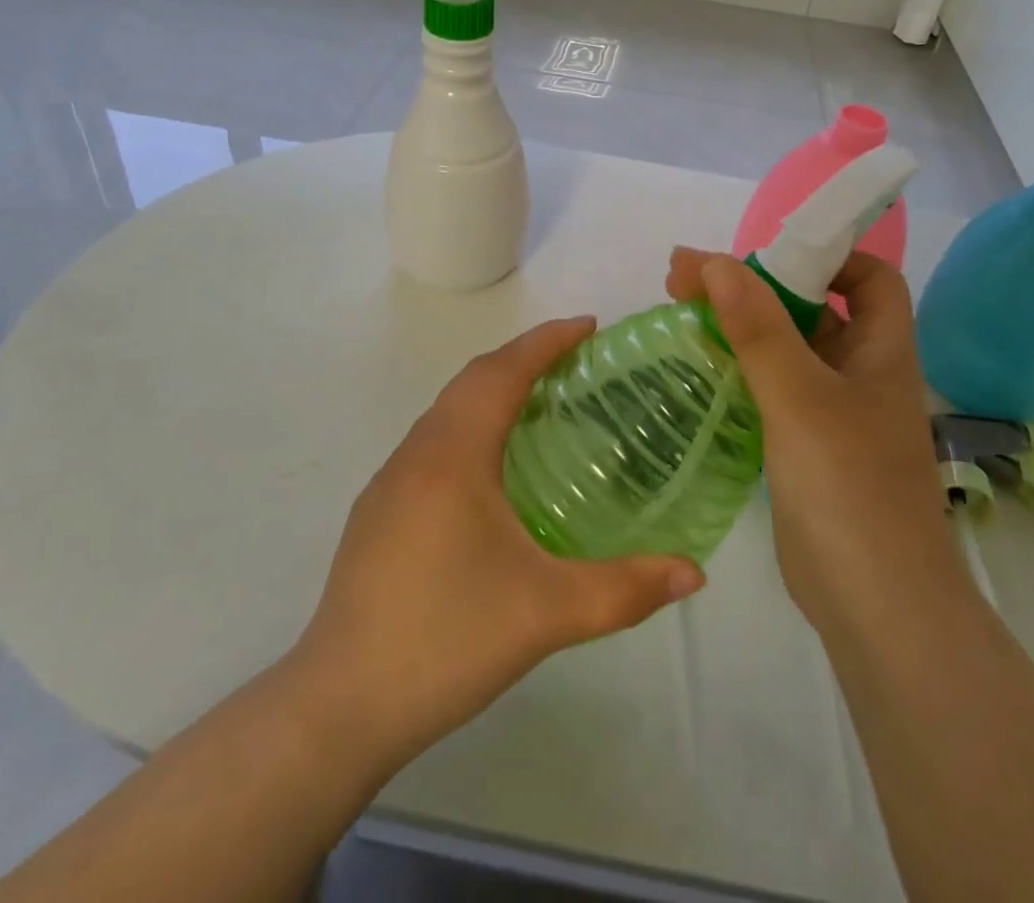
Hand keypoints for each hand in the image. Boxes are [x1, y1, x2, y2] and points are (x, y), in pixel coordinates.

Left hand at [289, 317, 705, 772]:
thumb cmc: (446, 640)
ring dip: (492, 390)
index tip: (589, 326)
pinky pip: (432, 441)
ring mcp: (389, 483)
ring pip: (447, 410)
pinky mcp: (377, 513)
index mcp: (453, 456)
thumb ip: (626, 589)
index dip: (546, 341)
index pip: (502, 372)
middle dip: (523, 358)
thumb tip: (695, 573)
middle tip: (575, 360)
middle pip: (472, 380)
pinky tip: (492, 468)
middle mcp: (417, 454)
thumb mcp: (547, 613)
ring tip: (541, 403)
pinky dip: (470, 424)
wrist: (338, 708)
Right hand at [665, 249, 965, 645]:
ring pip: (786, 348)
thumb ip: (759, 328)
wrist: (874, 604)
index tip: (762, 254)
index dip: (825, 254)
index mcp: (881, 350)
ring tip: (680, 310)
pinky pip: (772, 387)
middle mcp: (861, 372)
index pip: (869, 277)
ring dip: (740, 325)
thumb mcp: (800, 398)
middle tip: (685, 277)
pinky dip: (738, 367)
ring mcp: (834, 411)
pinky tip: (699, 366)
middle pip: (813, 307)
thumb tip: (716, 262)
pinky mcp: (806, 444)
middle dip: (755, 285)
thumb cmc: (849, 487)